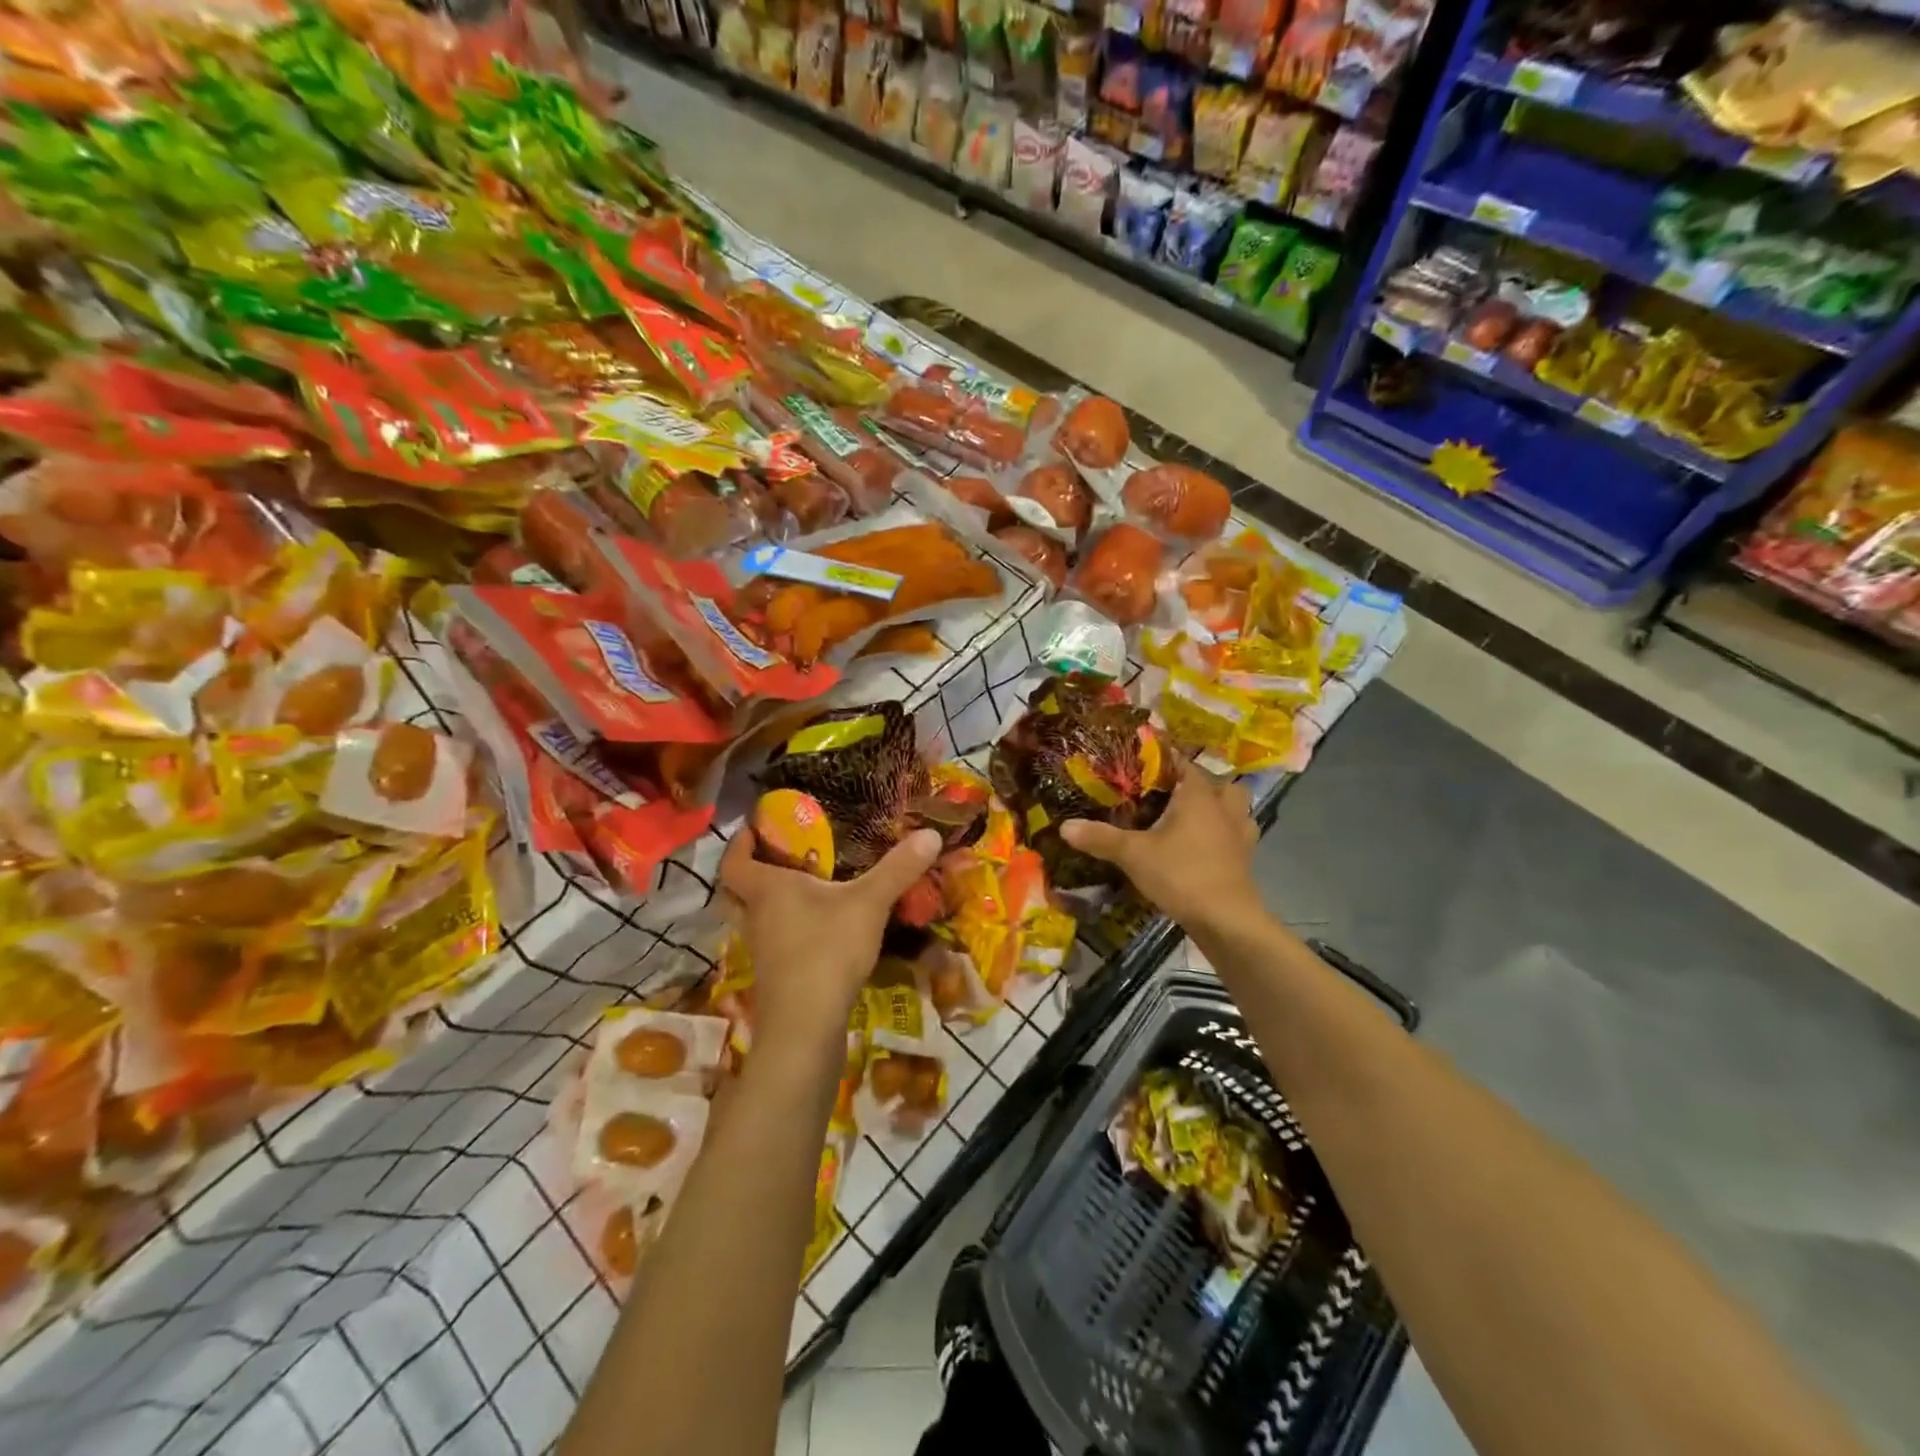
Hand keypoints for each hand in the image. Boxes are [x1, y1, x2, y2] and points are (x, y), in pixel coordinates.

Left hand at [718, 828, 942, 1051]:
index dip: (740, 842)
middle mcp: (755, 917)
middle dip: (752, 872)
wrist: (806, 1026)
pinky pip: (772, 942)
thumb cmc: (827, 950)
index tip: (755, 828)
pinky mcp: (774, 976)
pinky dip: (786, 930)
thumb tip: (931, 833)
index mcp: (767, 889)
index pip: (734, 860)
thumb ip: (897, 869)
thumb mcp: (869, 903)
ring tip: (804, 889)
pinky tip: (816, 930)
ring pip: (754, 918)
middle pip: (737, 890)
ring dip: (770, 903)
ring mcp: (761, 950)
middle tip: (780, 858)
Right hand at [1060, 759, 1259, 931]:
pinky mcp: (1246, 859)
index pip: (1184, 763)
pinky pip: (1237, 835)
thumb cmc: (1181, 874)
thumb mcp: (1133, 854)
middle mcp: (1224, 808)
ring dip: (1218, 808)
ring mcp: (1240, 834)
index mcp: (1199, 796)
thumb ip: (1100, 838)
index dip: (1164, 761)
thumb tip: (1065, 826)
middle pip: (1218, 783)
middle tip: (1171, 795)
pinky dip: (1224, 835)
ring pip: (1235, 808)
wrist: (1226, 920)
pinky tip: (1203, 847)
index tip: (1142, 765)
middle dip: (1199, 784)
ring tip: (1191, 818)